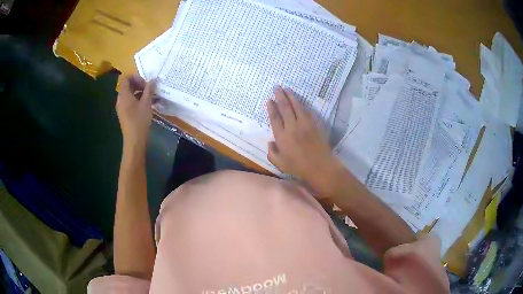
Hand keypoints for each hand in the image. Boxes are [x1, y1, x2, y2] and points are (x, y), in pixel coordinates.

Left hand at [116, 75, 155, 151]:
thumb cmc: (140, 121)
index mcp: (123, 95)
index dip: (135, 77)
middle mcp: (120, 99)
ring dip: (139, 92)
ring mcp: (121, 107)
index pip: (125, 78)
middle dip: (139, 84)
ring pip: (129, 93)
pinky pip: (129, 101)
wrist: (134, 141)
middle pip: (127, 85)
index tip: (145, 83)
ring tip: (150, 97)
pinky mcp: (124, 113)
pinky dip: (137, 99)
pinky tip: (147, 104)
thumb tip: (154, 79)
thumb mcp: (146, 103)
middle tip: (149, 89)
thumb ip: (149, 90)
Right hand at [266, 87, 342, 194]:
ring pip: (296, 106)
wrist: (320, 167)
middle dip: (280, 96)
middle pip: (285, 108)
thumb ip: (272, 153)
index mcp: (282, 137)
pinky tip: (299, 101)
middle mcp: (292, 127)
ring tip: (286, 89)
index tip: (269, 100)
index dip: (271, 108)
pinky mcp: (314, 124)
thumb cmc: (298, 167)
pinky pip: (307, 112)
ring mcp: (304, 124)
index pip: (275, 118)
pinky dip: (302, 105)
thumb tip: (270, 142)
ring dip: (291, 96)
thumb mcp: (280, 164)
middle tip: (276, 87)